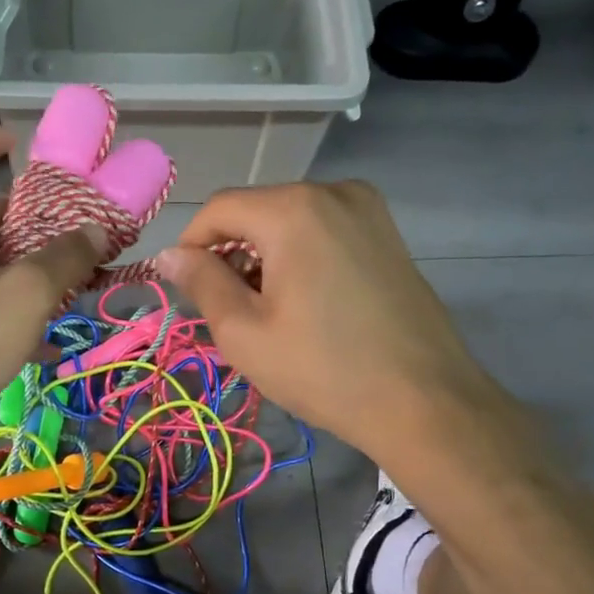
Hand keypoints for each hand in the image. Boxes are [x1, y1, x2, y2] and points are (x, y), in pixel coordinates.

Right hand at [158, 182, 493, 462]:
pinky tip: (304, 302)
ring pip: (290, 221)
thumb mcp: (244, 332)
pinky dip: (299, 256)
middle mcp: (334, 191)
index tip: (184, 288)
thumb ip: (201, 282)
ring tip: (266, 311)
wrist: (425, 402)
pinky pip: (324, 231)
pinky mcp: (388, 234)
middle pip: (256, 211)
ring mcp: (368, 210)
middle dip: (230, 253)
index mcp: (294, 209)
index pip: (219, 209)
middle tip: (226, 308)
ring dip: (264, 256)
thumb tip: (169, 255)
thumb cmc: (324, 369)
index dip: (191, 245)